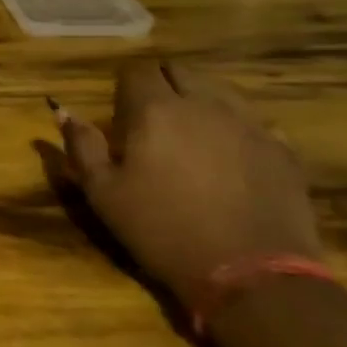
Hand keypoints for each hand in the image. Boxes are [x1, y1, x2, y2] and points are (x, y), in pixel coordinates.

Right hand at [55, 59, 319, 309]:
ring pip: (221, 90)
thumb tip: (63, 111)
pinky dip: (238, 128)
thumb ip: (82, 146)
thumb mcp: (103, 194)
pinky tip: (232, 155)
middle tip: (152, 118)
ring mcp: (249, 124)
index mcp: (155, 110)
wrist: (251, 276)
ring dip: (201, 100)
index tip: (121, 112)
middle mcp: (203, 104)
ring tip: (192, 132)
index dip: (125, 85)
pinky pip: (256, 122)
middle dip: (163, 84)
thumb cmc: (162, 231)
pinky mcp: (283, 150)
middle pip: (180, 71)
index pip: (136, 71)